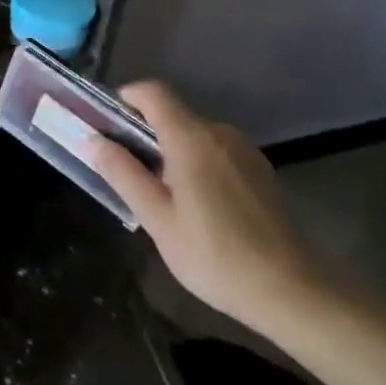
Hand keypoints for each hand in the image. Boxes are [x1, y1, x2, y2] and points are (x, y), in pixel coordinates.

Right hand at [85, 82, 327, 334]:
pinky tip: (198, 206)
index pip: (152, 92)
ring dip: (171, 151)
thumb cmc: (216, 255)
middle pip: (172, 114)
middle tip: (129, 172)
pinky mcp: (259, 170)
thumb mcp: (158, 219)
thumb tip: (92, 139)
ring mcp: (243, 150)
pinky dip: (196, 162)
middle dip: (144, 133)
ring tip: (162, 195)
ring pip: (194, 134)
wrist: (293, 292)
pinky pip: (215, 151)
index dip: (126, 99)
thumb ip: (123, 173)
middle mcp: (219, 132)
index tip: (108, 126)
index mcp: (191, 138)